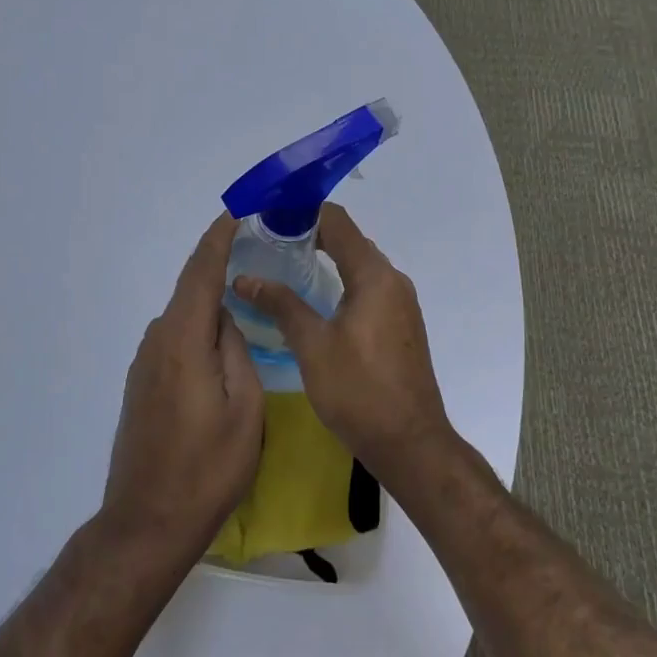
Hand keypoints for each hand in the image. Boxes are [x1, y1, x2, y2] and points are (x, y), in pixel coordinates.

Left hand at [99, 213, 263, 565]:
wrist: (147, 523)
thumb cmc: (207, 469)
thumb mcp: (245, 409)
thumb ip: (237, 351)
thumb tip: (226, 320)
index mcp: (182, 340)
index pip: (200, 272)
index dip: (218, 237)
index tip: (238, 210)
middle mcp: (157, 341)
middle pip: (191, 290)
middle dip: (220, 265)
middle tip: (258, 252)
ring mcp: (144, 364)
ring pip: (184, 318)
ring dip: (211, 302)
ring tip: (249, 299)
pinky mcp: (142, 385)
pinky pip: (176, 340)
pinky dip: (199, 329)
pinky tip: (221, 344)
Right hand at [233, 203, 453, 486]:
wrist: (411, 444)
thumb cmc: (359, 391)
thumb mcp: (313, 346)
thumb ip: (281, 305)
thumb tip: (245, 278)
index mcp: (374, 276)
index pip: (337, 222)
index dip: (302, 212)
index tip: (268, 216)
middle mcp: (392, 280)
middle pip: (348, 240)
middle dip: (309, 235)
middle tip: (267, 242)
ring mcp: (400, 304)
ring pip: (358, 266)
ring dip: (325, 259)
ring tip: (283, 266)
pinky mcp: (400, 325)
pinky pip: (367, 288)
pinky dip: (340, 282)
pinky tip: (313, 300)